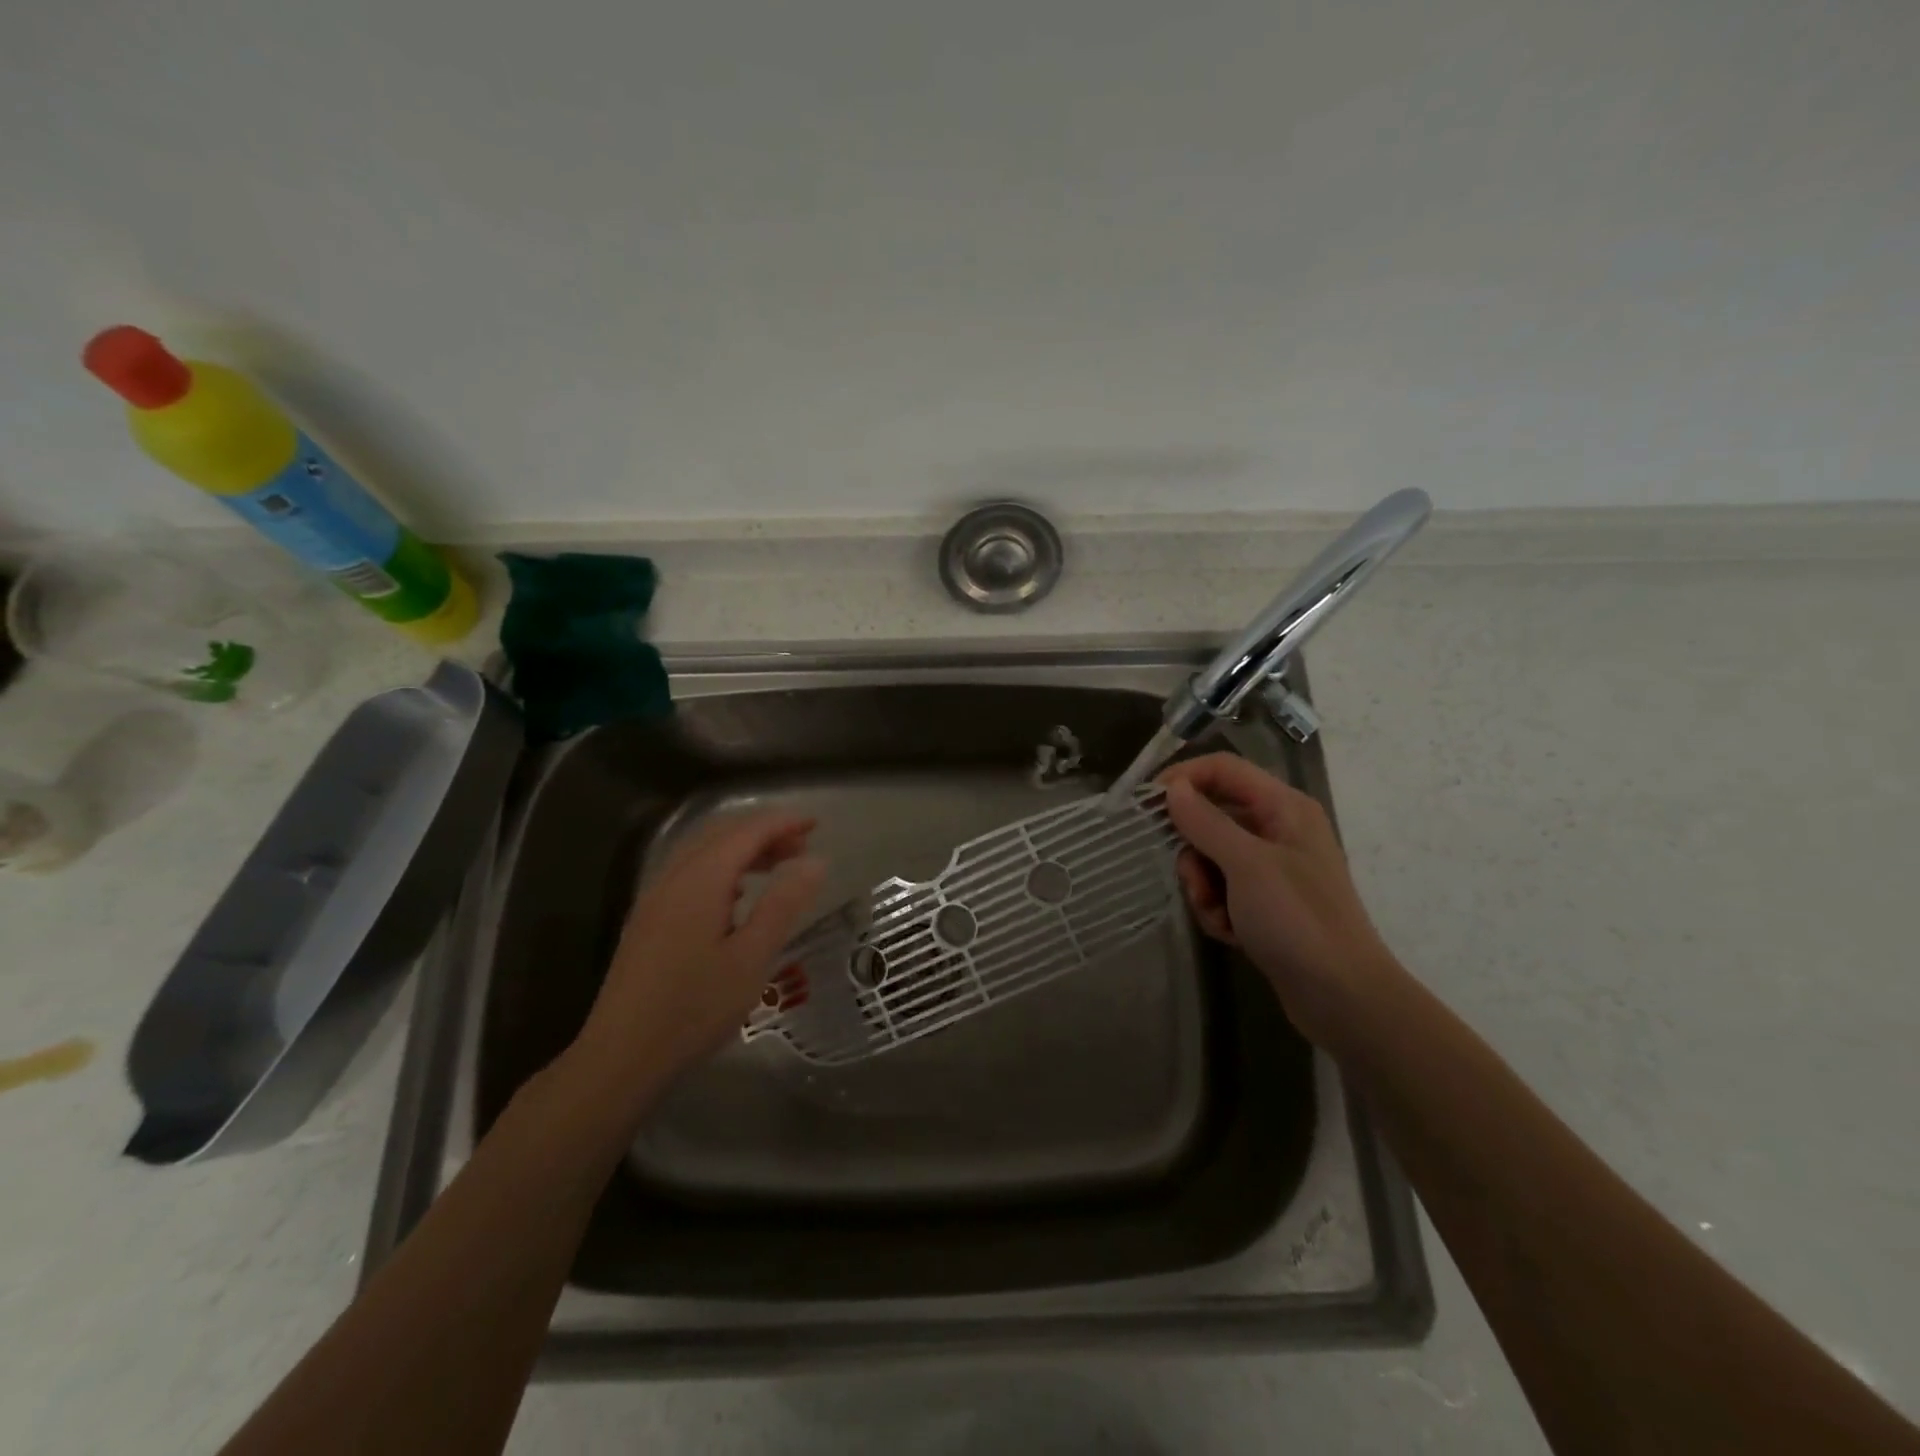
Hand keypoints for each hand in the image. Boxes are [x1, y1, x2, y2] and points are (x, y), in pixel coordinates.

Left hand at [569, 811, 826, 1100]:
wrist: (621, 1057)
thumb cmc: (695, 1009)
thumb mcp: (751, 957)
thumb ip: (783, 904)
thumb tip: (816, 860)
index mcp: (700, 880)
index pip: (746, 832)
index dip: (782, 822)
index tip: (816, 824)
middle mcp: (673, 878)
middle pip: (721, 834)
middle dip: (763, 832)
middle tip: (802, 846)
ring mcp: (654, 899)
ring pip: (702, 852)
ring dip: (741, 849)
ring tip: (777, 867)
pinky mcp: (647, 921)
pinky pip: (689, 873)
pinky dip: (721, 867)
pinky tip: (736, 896)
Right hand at [1158, 753, 1399, 1049]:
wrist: (1342, 998)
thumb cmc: (1298, 920)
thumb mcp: (1247, 865)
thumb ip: (1206, 822)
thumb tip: (1172, 787)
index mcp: (1283, 807)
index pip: (1223, 769)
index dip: (1184, 778)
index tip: (1147, 803)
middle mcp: (1278, 829)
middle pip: (1212, 816)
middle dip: (1194, 850)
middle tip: (1194, 880)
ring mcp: (1271, 867)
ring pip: (1211, 857)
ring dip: (1203, 886)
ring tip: (1218, 915)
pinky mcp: (1264, 902)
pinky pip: (1222, 889)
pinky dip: (1218, 909)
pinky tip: (1232, 933)